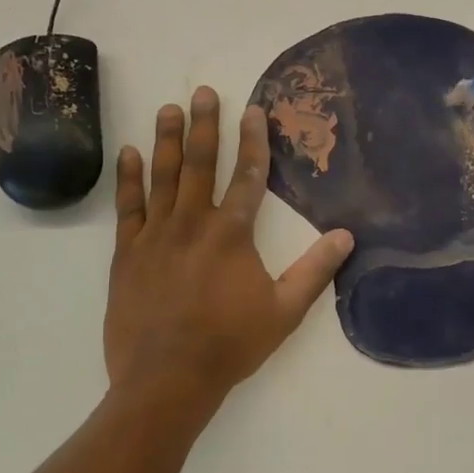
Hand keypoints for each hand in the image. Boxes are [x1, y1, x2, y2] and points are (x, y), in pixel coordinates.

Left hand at [105, 87, 353, 420]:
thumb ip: (315, 271)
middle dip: (204, 126)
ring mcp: (156, 236)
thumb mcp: (285, 311)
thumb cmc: (230, 344)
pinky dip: (129, 178)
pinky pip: (128, 207)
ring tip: (169, 108)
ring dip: (167, 140)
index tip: (252, 110)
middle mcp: (193, 223)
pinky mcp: (127, 253)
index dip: (253, 141)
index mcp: (232, 234)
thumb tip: (346, 236)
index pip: (248, 176)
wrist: (166, 379)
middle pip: (200, 164)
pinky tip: (130, 153)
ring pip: (162, 177)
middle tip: (202, 92)